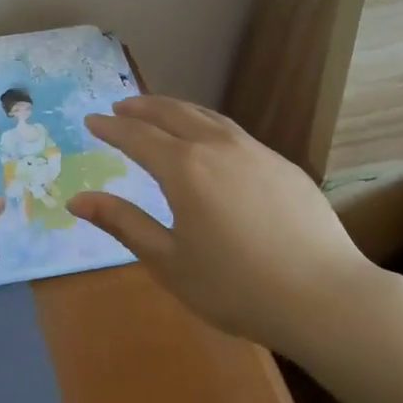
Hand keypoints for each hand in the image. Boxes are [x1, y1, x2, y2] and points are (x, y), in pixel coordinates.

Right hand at [68, 96, 390, 355]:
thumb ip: (123, 223)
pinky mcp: (283, 165)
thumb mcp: (168, 261)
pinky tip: (210, 141)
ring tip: (160, 111)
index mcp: (184, 168)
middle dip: (142, 106)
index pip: (137, 136)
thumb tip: (77, 200)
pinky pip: (235, 133)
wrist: (325, 297)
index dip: (111, 127)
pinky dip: (209, 126)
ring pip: (208, 117)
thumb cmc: (236, 287)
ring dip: (177, 109)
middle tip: (121, 105)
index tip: (91, 119)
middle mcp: (217, 146)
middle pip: (173, 113)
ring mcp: (255, 151)